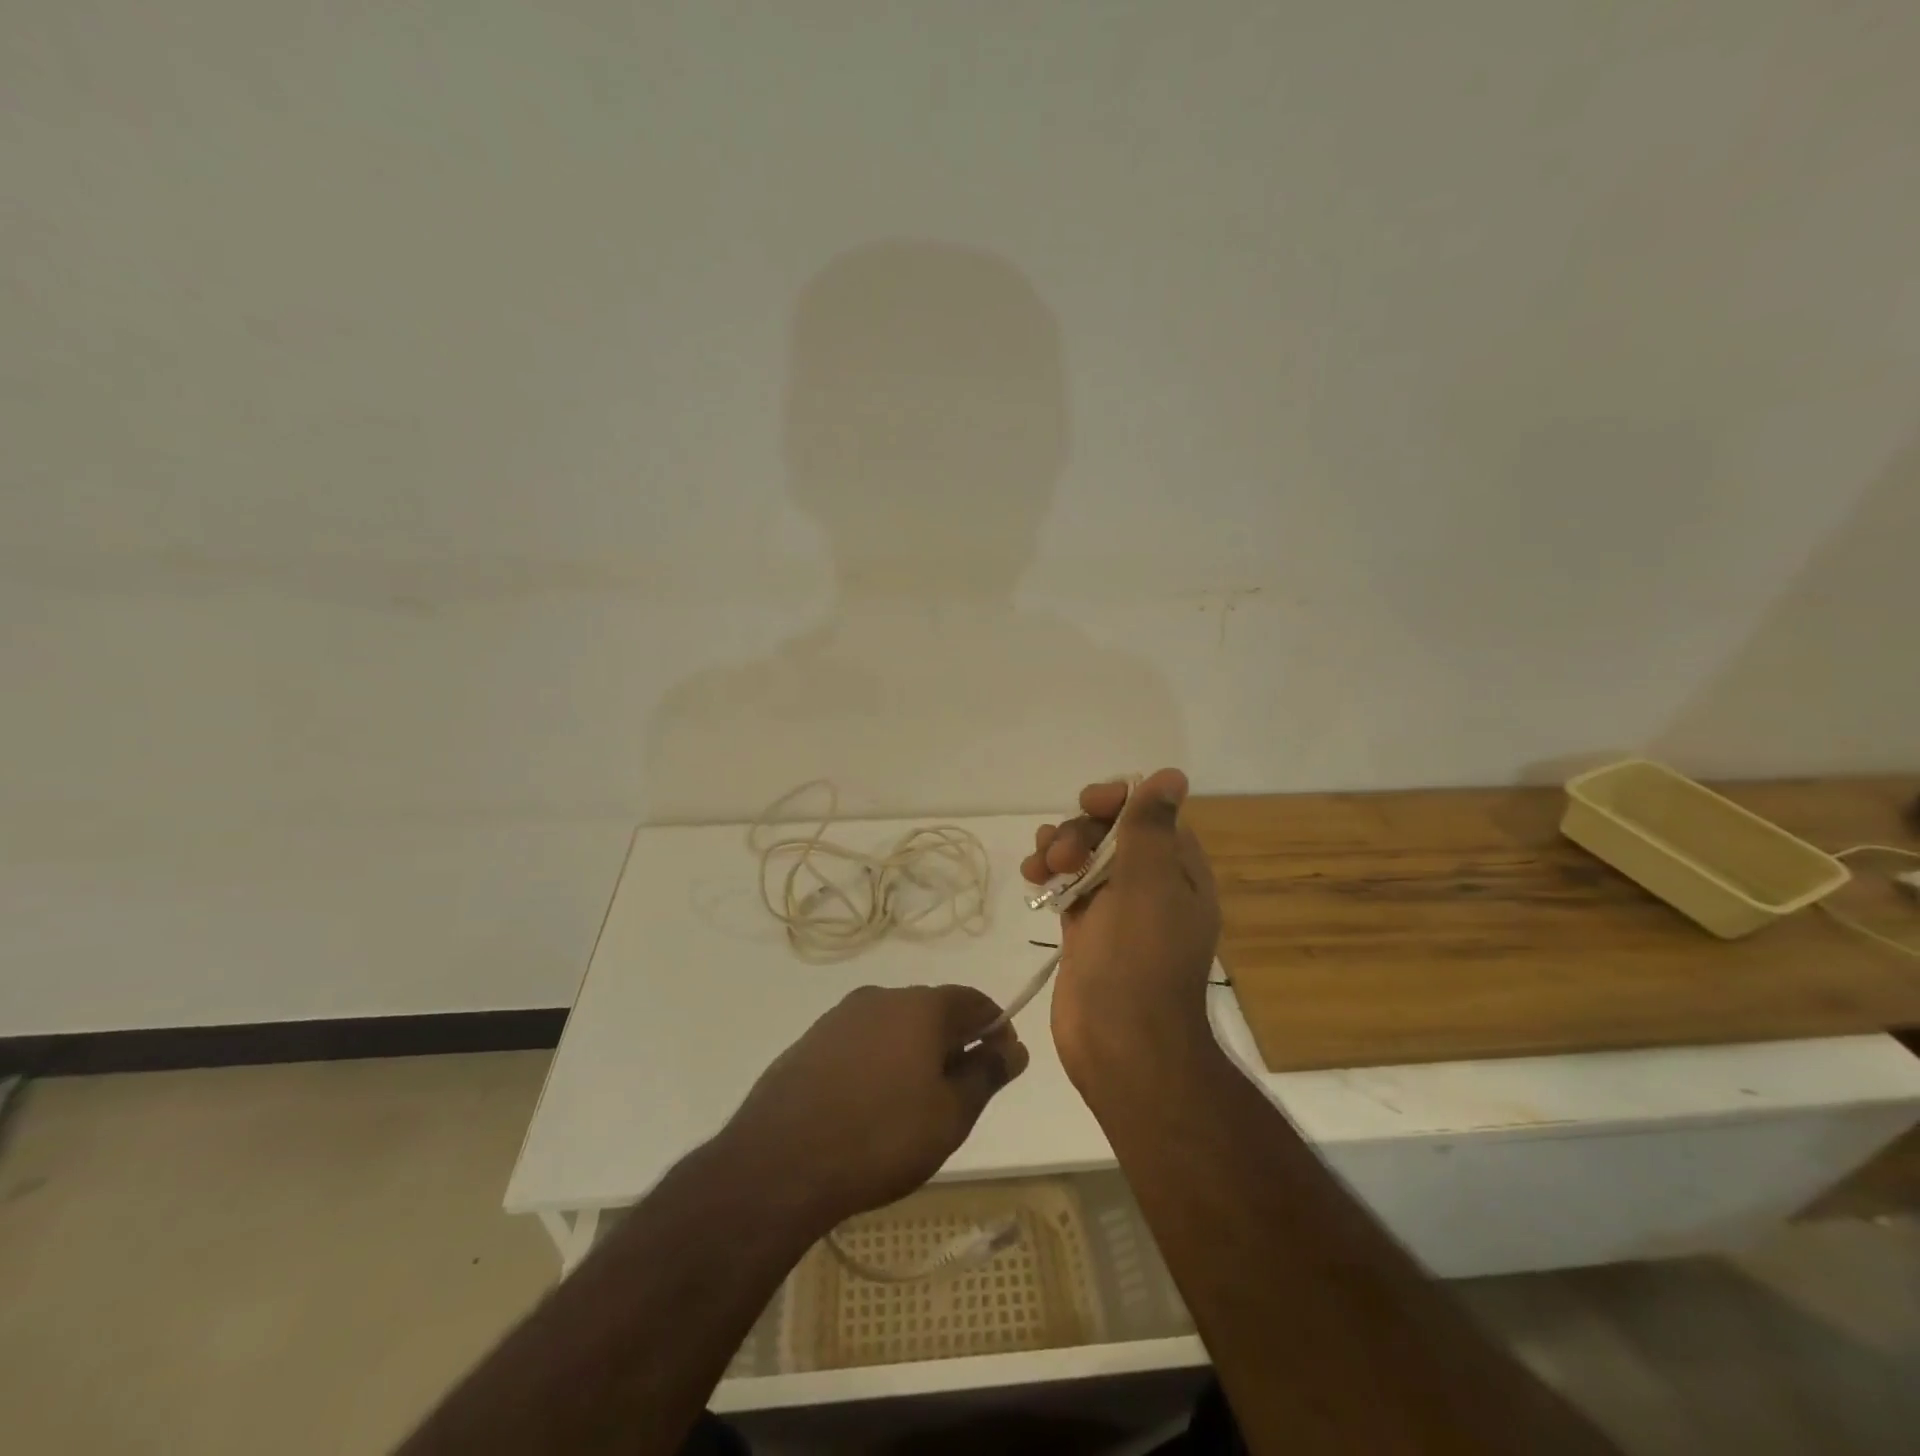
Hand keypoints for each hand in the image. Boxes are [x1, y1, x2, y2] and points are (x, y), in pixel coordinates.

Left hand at [723, 985, 1029, 1228]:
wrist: (780, 1160)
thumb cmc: (881, 1137)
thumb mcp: (950, 1115)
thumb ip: (986, 1075)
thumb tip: (1013, 1048)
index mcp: (921, 1006)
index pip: (974, 1001)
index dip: (996, 1029)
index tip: (1002, 1064)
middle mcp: (881, 997)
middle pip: (933, 1011)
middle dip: (953, 1043)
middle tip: (959, 1094)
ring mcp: (841, 1016)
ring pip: (894, 1026)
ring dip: (913, 1053)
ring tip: (913, 1104)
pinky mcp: (811, 1040)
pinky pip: (861, 1042)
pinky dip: (878, 1062)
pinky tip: (870, 1105)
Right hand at [1021, 768, 1220, 1081]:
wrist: (1121, 1042)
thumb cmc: (1139, 956)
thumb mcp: (1149, 880)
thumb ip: (1151, 825)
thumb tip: (1172, 775)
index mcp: (1179, 871)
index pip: (1149, 814)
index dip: (1118, 801)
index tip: (1090, 805)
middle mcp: (1152, 885)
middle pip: (1112, 832)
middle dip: (1081, 830)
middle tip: (1062, 853)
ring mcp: (1118, 910)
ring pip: (1086, 857)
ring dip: (1059, 848)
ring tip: (1039, 864)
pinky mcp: (1088, 931)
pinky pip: (1070, 886)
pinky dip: (1051, 875)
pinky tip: (1032, 877)